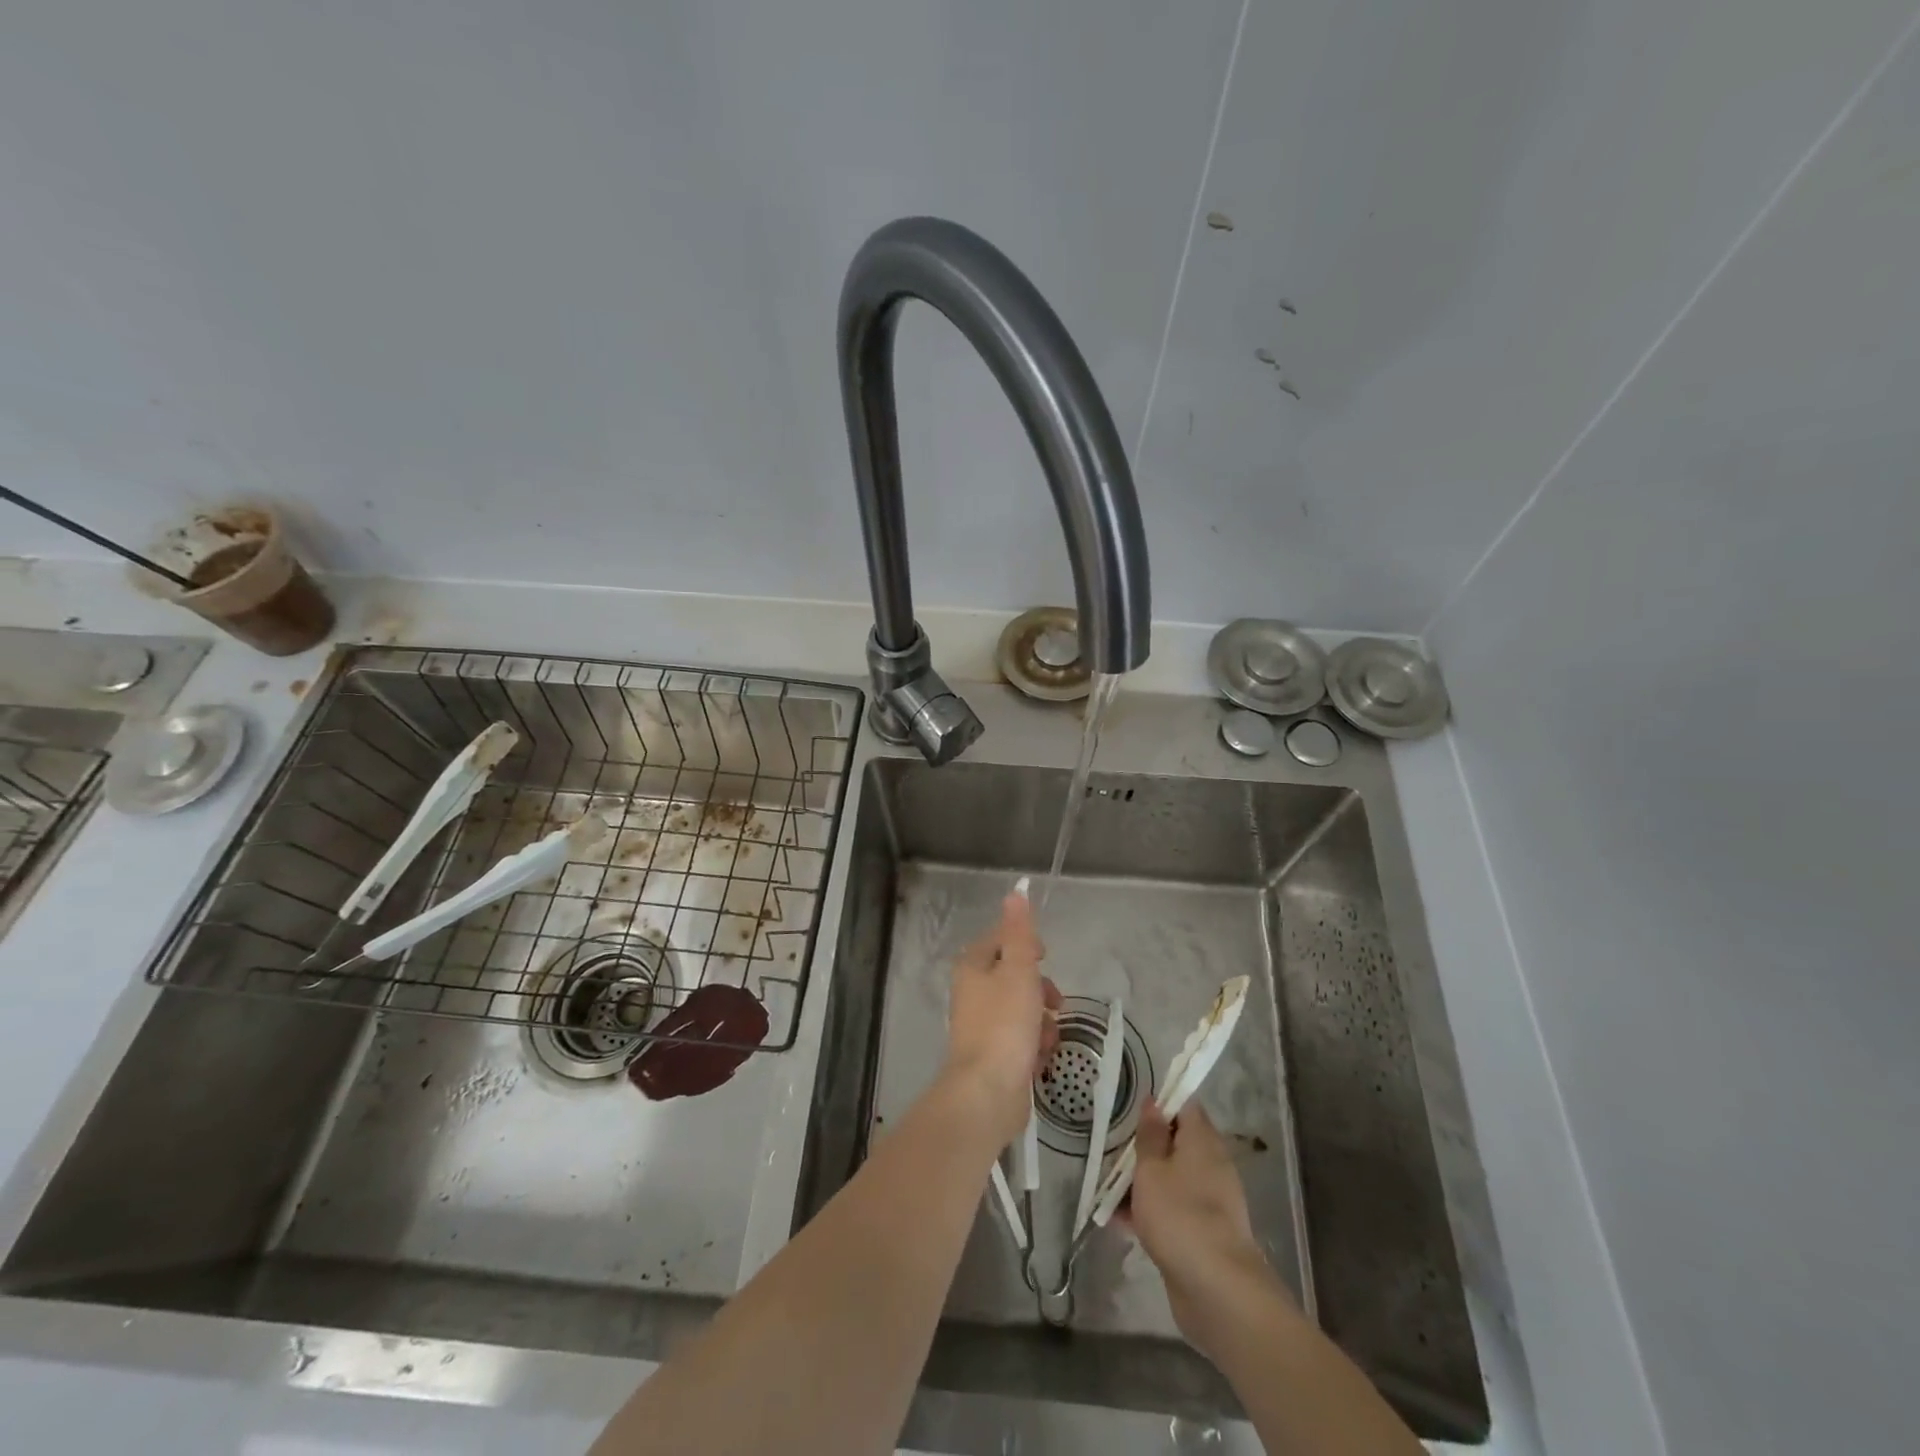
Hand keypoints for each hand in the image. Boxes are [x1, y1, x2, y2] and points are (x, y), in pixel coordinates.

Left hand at [943, 890, 1060, 1147]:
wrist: (987, 1093)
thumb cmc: (1004, 1024)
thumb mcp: (1018, 969)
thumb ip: (1020, 931)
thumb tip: (1016, 890)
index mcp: (972, 967)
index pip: (1001, 940)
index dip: (1027, 945)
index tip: (1044, 957)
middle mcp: (973, 993)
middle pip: (1016, 977)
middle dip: (1041, 989)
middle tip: (1054, 1001)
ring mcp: (983, 1027)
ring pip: (1023, 1010)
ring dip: (1042, 1021)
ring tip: (1046, 1038)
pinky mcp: (994, 1056)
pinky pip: (1022, 1040)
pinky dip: (1035, 1046)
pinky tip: (1039, 1059)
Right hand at [1122, 1102, 1282, 1358]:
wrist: (1218, 1292)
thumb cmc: (1180, 1216)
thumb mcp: (1152, 1169)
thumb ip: (1150, 1135)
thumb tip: (1154, 1101)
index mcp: (1203, 1141)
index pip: (1184, 1105)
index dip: (1160, 1101)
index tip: (1131, 1106)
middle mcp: (1211, 1165)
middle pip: (1176, 1142)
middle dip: (1145, 1145)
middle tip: (1113, 1146)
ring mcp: (1209, 1201)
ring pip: (1171, 1177)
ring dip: (1143, 1180)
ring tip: (1108, 1184)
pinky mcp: (1202, 1232)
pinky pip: (1173, 1208)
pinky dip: (1150, 1210)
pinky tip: (1119, 1219)